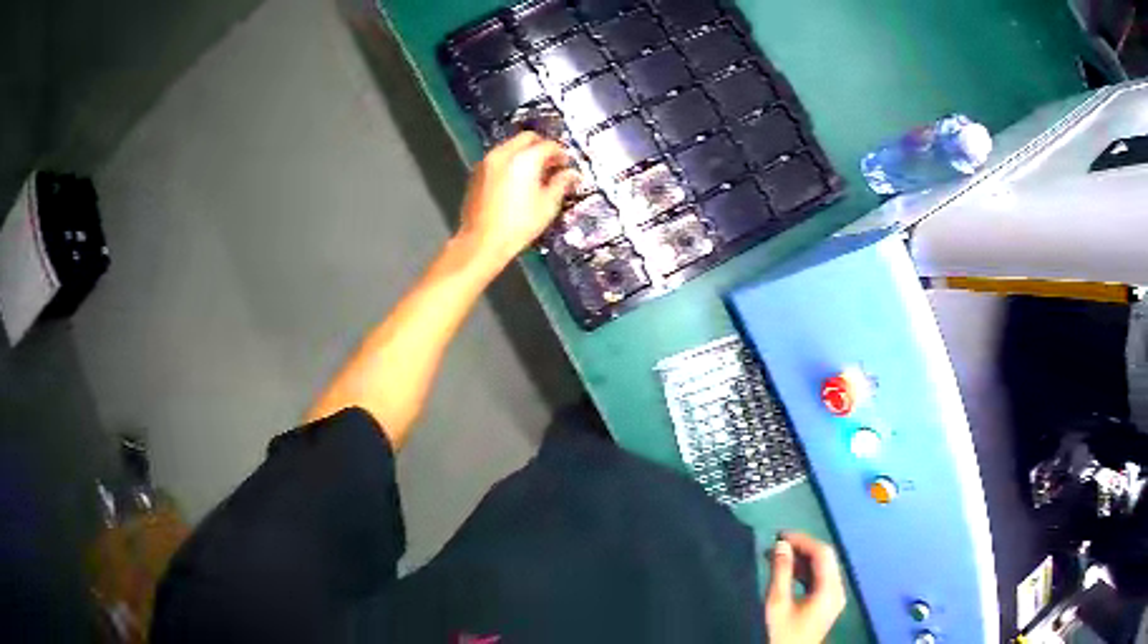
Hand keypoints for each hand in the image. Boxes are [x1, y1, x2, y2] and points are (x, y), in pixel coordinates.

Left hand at [456, 132, 579, 271]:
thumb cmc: (520, 224)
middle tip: (551, 163)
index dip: (561, 153)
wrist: (482, 242)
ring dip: (524, 153)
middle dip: (542, 147)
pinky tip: (516, 180)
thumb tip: (572, 174)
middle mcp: (504, 153)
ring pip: (511, 147)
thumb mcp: (548, 205)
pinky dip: (510, 162)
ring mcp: (487, 162)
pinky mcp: (476, 173)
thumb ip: (562, 183)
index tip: (567, 164)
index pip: (548, 145)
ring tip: (534, 173)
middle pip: (527, 139)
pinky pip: (498, 158)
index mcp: (525, 158)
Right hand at [765, 533, 846, 643]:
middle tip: (778, 543)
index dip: (803, 540)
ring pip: (823, 568)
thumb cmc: (782, 633)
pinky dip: (804, 571)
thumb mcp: (777, 603)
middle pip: (825, 559)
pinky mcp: (828, 603)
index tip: (780, 535)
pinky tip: (787, 570)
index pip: (823, 553)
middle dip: (802, 548)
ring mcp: (835, 597)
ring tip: (778, 554)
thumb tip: (781, 545)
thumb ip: (780, 572)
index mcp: (830, 589)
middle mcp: (838, 589)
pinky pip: (820, 578)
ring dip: (802, 559)